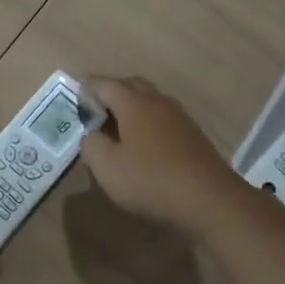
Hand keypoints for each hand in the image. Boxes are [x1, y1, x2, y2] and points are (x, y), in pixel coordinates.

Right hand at [78, 76, 243, 232]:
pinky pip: (162, 118)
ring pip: (149, 100)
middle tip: (95, 113)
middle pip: (129, 85)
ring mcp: (178, 116)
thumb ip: (91, 145)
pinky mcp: (192, 134)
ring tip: (117, 130)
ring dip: (131, 108)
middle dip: (110, 94)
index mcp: (133, 102)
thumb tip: (91, 134)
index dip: (86, 89)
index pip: (103, 84)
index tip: (74, 100)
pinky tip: (143, 146)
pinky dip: (147, 123)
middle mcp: (157, 101)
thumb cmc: (151, 180)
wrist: (210, 200)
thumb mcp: (107, 167)